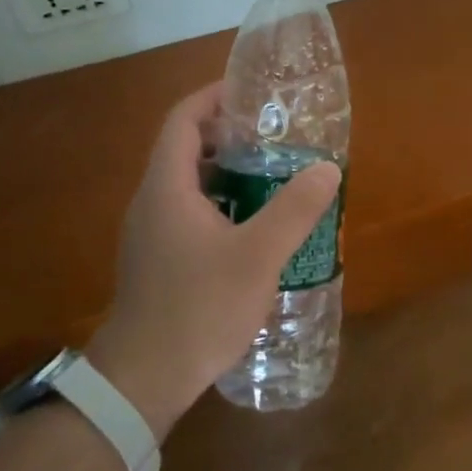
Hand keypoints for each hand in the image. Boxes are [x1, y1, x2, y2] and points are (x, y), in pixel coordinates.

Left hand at [85, 83, 340, 438]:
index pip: (183, 119)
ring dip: (227, 172)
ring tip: (273, 176)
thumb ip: (294, 210)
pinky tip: (253, 227)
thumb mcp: (257, 256)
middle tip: (274, 137)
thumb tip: (327, 169)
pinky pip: (189, 212)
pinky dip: (220, 203)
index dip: (213, 97)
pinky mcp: (157, 260)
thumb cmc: (198, 307)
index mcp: (167, 186)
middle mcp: (152, 201)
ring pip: (189, 184)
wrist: (144, 379)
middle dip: (229, 135)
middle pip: (186, 148)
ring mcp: (151, 233)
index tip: (251, 92)